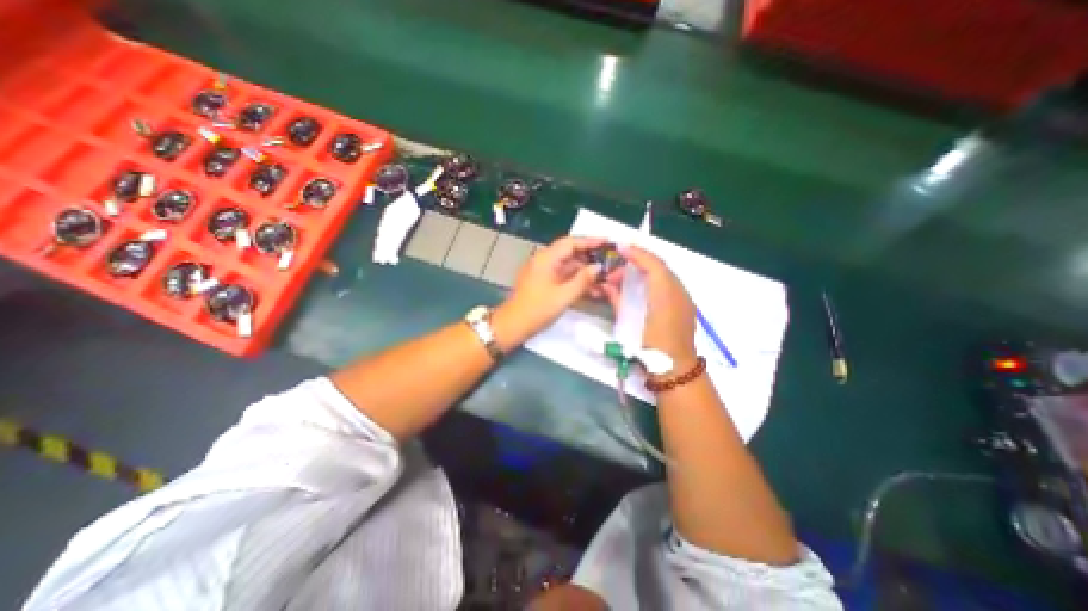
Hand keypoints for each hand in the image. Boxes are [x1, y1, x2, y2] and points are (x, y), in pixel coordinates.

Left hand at [495, 233, 608, 346]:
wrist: (513, 325)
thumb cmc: (537, 310)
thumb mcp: (564, 296)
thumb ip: (583, 280)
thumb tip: (598, 267)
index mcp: (546, 258)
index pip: (571, 242)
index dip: (590, 241)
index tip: (607, 242)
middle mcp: (544, 261)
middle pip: (570, 253)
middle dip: (590, 257)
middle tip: (609, 261)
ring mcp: (542, 272)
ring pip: (568, 266)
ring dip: (584, 271)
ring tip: (604, 277)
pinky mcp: (543, 282)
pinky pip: (562, 276)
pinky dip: (575, 280)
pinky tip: (590, 288)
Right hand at [621, 243, 695, 367]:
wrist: (674, 369)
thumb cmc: (649, 347)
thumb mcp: (628, 323)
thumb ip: (618, 300)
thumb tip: (606, 285)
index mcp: (664, 294)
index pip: (652, 264)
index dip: (636, 253)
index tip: (620, 247)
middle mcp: (678, 291)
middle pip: (658, 266)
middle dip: (637, 263)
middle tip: (616, 270)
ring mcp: (684, 298)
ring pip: (664, 275)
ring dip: (645, 272)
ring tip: (625, 281)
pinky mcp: (686, 305)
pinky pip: (669, 285)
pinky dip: (654, 281)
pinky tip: (641, 288)